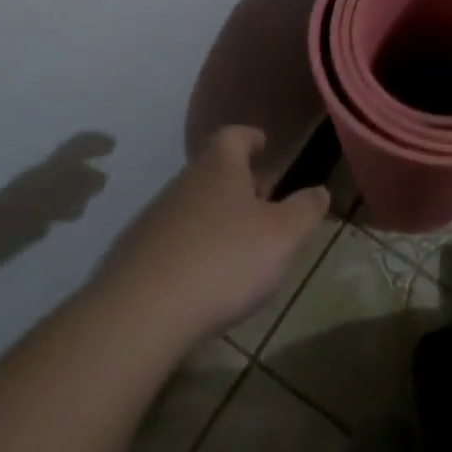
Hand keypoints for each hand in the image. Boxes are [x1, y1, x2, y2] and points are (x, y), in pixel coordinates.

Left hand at [93, 126, 330, 345]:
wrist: (140, 314)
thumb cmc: (225, 260)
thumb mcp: (284, 235)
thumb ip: (305, 210)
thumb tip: (319, 191)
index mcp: (219, 168)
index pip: (233, 136)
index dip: (250, 137)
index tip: (263, 143)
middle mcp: (182, 185)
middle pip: (211, 172)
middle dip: (238, 183)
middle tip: (263, 201)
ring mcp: (152, 220)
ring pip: (191, 207)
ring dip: (215, 218)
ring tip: (239, 245)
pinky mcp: (133, 257)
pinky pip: (171, 242)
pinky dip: (192, 249)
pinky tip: (205, 278)